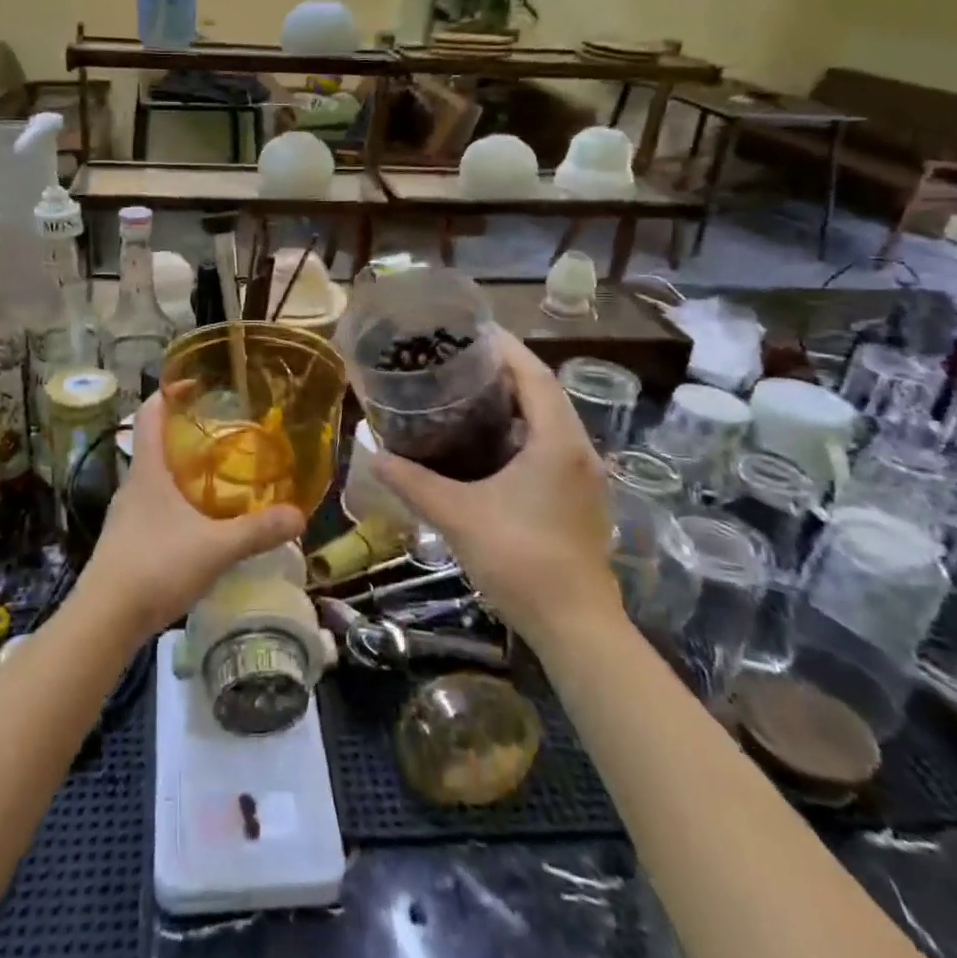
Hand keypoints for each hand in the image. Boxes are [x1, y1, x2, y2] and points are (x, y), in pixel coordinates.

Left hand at [76, 393, 305, 642]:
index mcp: (148, 471)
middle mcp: (133, 485)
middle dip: (185, 434)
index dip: (169, 392)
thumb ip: (257, 531)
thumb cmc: (156, 566)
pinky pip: (154, 508)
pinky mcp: (125, 542)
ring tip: (218, 477)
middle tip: (223, 434)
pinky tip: (199, 524)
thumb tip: (299, 515)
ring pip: (155, 479)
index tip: (195, 383)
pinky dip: (176, 503)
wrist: (105, 619)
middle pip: (154, 444)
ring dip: (181, 471)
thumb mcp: (215, 548)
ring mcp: (126, 515)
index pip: (150, 414)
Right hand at [373, 328, 621, 644]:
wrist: (576, 627)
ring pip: (550, 419)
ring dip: (515, 401)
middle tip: (457, 360)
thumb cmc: (520, 559)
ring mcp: (584, 475)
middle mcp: (578, 449)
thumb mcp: (457, 516)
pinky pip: (552, 444)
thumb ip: (413, 482)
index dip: (503, 347)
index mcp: (557, 441)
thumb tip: (372, 454)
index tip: (468, 330)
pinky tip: (487, 443)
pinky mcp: (580, 496)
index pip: (533, 374)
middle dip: (504, 370)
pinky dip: (522, 430)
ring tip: (467, 392)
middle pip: (544, 391)